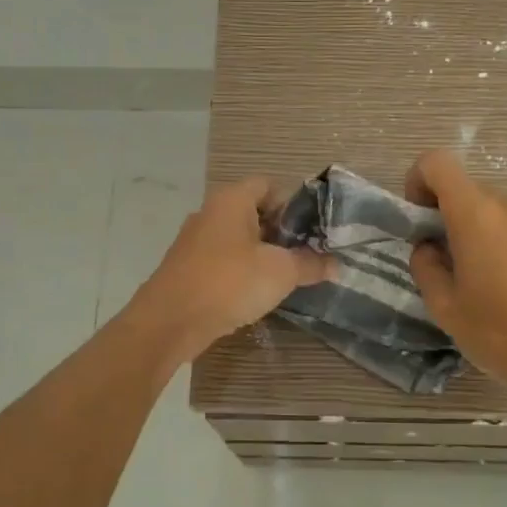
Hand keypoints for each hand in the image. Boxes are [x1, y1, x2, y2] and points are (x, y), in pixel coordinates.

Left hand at [129, 177, 332, 362]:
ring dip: (262, 254)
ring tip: (287, 276)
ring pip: (238, 238)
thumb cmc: (229, 282)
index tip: (314, 230)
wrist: (170, 321)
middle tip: (306, 254)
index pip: (269, 185)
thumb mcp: (280, 272)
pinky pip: (223, 260)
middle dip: (282, 232)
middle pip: (254, 211)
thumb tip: (336, 265)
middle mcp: (211, 212)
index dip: (294, 203)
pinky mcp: (188, 267)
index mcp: (232, 199)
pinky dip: (241, 270)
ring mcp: (195, 240)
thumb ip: (311, 264)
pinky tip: (256, 293)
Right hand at [404, 150, 506, 393]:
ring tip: (482, 278)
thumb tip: (429, 247)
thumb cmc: (496, 330)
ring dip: (478, 231)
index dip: (418, 181)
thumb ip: (425, 264)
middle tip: (445, 261)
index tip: (419, 219)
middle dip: (447, 215)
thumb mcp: (442, 304)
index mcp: (475, 213)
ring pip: (495, 210)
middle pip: (466, 190)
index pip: (437, 162)